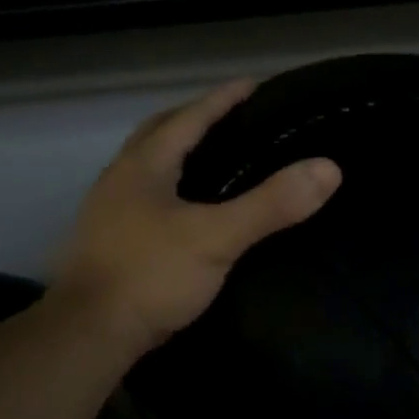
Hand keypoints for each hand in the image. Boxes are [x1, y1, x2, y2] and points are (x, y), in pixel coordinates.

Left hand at [55, 79, 341, 353]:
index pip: (189, 118)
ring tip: (213, 160)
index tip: (253, 84)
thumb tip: (328, 168)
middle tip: (230, 118)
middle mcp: (120, 180)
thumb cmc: (150, 276)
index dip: (222, 99)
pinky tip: (188, 212)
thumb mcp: (216, 237)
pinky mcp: (109, 244)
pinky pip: (145, 200)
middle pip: (158, 134)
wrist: (90, 335)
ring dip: (177, 155)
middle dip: (192, 120)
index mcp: (143, 166)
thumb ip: (270, 204)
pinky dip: (170, 190)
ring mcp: (109, 213)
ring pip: (147, 168)